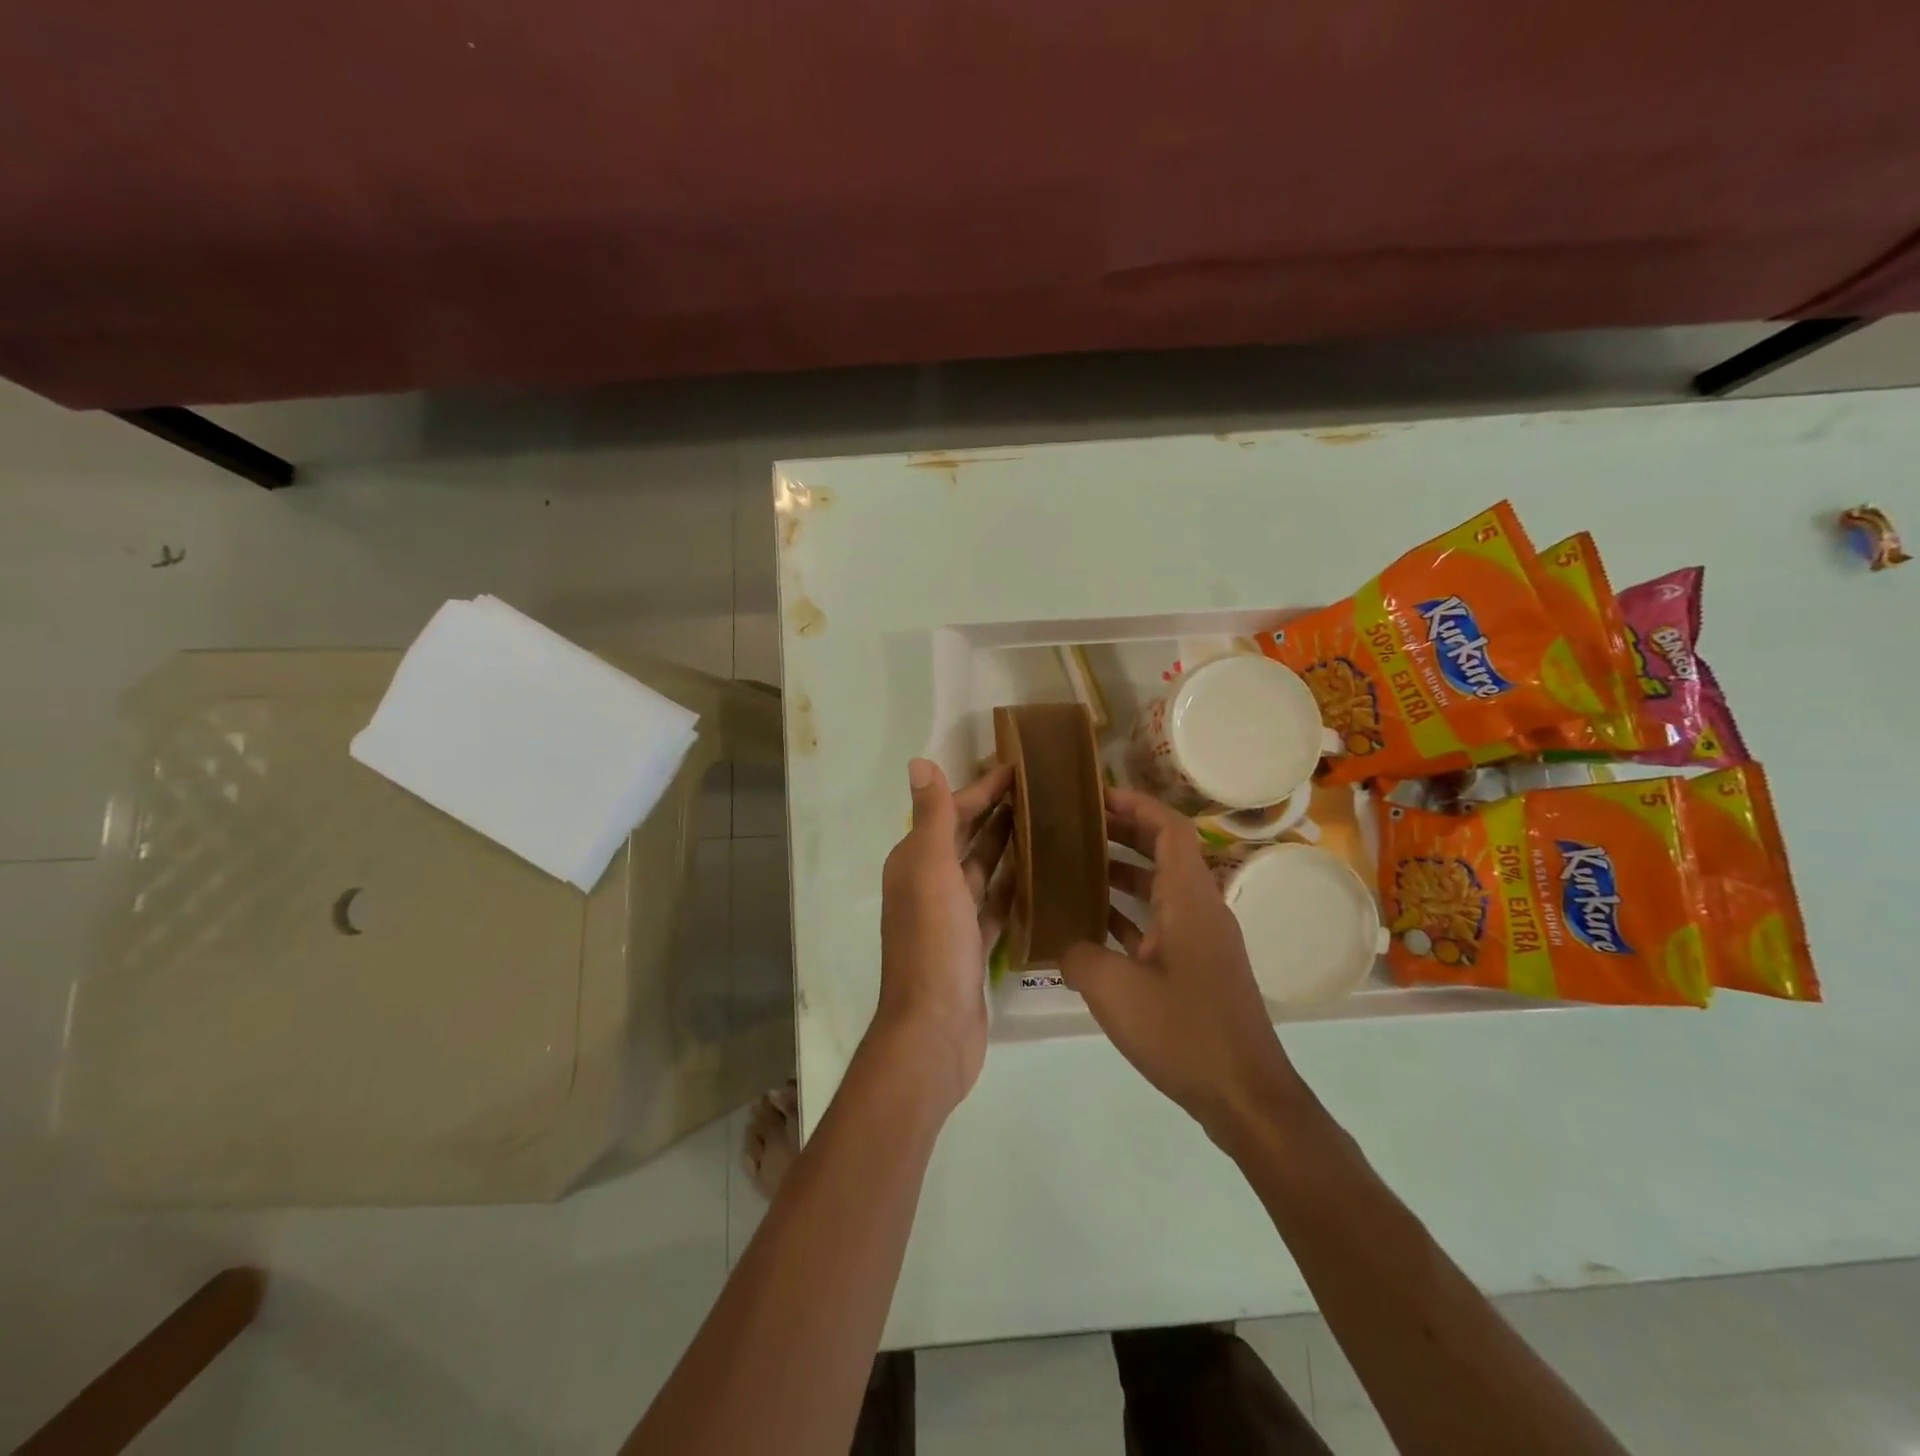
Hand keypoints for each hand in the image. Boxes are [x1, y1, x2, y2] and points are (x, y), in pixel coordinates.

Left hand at [874, 759, 1014, 1110]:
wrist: (934, 1029)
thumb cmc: (933, 943)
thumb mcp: (930, 871)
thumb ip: (931, 817)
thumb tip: (918, 762)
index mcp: (915, 862)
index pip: (950, 813)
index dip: (981, 789)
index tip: (1018, 769)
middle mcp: (929, 885)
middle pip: (966, 839)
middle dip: (996, 813)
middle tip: (1040, 792)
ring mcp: (951, 918)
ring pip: (983, 872)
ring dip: (1008, 848)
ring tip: (1047, 826)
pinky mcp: (972, 946)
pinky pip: (996, 907)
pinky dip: (1013, 890)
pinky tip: (1040, 877)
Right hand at [1061, 789, 1304, 1143]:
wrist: (1246, 1097)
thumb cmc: (1183, 1032)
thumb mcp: (1114, 990)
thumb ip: (1079, 954)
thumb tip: (1064, 943)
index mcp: (1189, 899)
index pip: (1169, 829)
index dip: (1135, 805)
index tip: (1096, 796)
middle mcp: (1202, 909)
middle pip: (1166, 852)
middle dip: (1124, 833)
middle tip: (1078, 826)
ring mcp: (1204, 940)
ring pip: (1163, 888)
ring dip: (1124, 873)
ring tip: (1077, 867)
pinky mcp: (1200, 968)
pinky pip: (1162, 922)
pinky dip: (1131, 914)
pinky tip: (1095, 926)